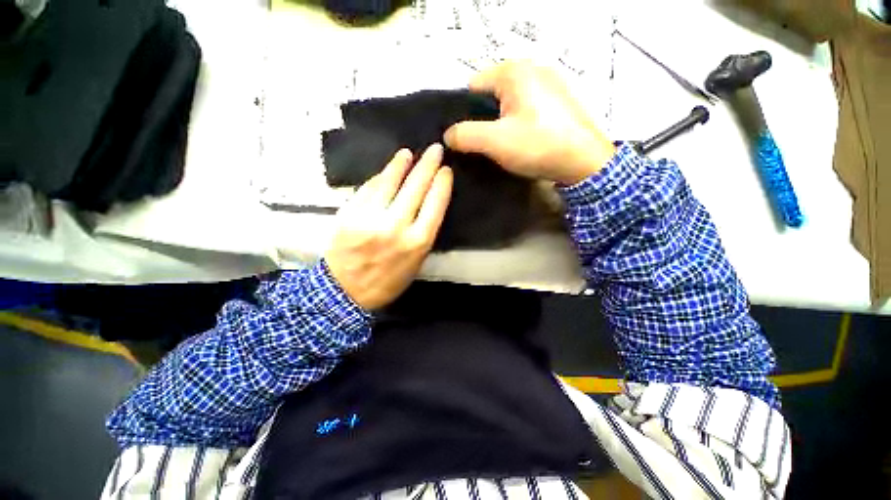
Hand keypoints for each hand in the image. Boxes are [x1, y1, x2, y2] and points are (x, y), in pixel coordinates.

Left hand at [325, 145, 452, 310]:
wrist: (346, 292)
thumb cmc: (388, 281)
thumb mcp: (416, 262)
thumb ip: (423, 232)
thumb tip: (426, 202)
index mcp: (417, 242)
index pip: (435, 204)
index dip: (442, 183)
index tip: (446, 170)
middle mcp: (396, 227)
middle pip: (416, 187)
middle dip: (428, 165)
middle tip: (435, 149)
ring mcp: (370, 218)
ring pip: (389, 182)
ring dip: (401, 164)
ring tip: (407, 153)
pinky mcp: (349, 214)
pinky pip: (368, 189)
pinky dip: (378, 178)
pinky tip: (385, 172)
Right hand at [444, 61, 615, 184]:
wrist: (586, 162)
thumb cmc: (538, 146)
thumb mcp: (495, 141)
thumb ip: (465, 135)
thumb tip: (447, 135)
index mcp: (514, 71)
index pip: (472, 87)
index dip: (464, 114)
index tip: (466, 138)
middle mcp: (532, 69)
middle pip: (491, 95)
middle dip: (483, 120)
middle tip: (484, 146)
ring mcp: (548, 83)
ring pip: (509, 104)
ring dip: (501, 124)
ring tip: (502, 146)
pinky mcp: (558, 101)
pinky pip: (526, 109)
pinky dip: (518, 124)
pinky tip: (522, 142)